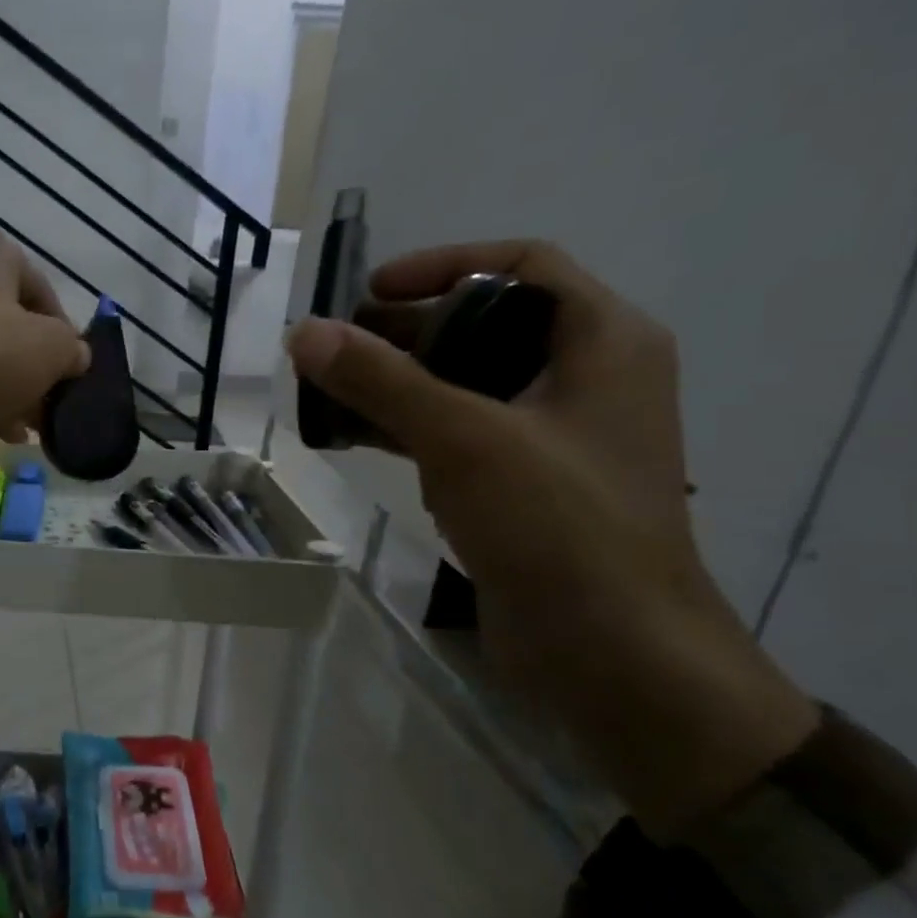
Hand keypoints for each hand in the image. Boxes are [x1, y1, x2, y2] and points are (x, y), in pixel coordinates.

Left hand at [0, 222, 89, 478]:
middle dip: (34, 367)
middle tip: (51, 403)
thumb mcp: (47, 350)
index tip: (73, 372)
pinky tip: (0, 429)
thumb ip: (72, 349)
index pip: (41, 289)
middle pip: (8, 321)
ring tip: (30, 425)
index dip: (64, 334)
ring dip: (9, 387)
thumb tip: (75, 355)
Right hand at [287, 241, 816, 836]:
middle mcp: (585, 378)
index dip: (442, 265)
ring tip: (327, 389)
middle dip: (404, 330)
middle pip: (485, 324)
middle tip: (333, 347)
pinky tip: (353, 436)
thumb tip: (303, 332)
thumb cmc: (557, 525)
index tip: (371, 293)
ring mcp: (555, 435)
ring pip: (466, 382)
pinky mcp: (525, 485)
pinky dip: (408, 426)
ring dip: (397, 381)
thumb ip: (381, 380)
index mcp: (602, 342)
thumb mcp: (464, 438)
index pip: (521, 264)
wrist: (613, 653)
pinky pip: (460, 434)